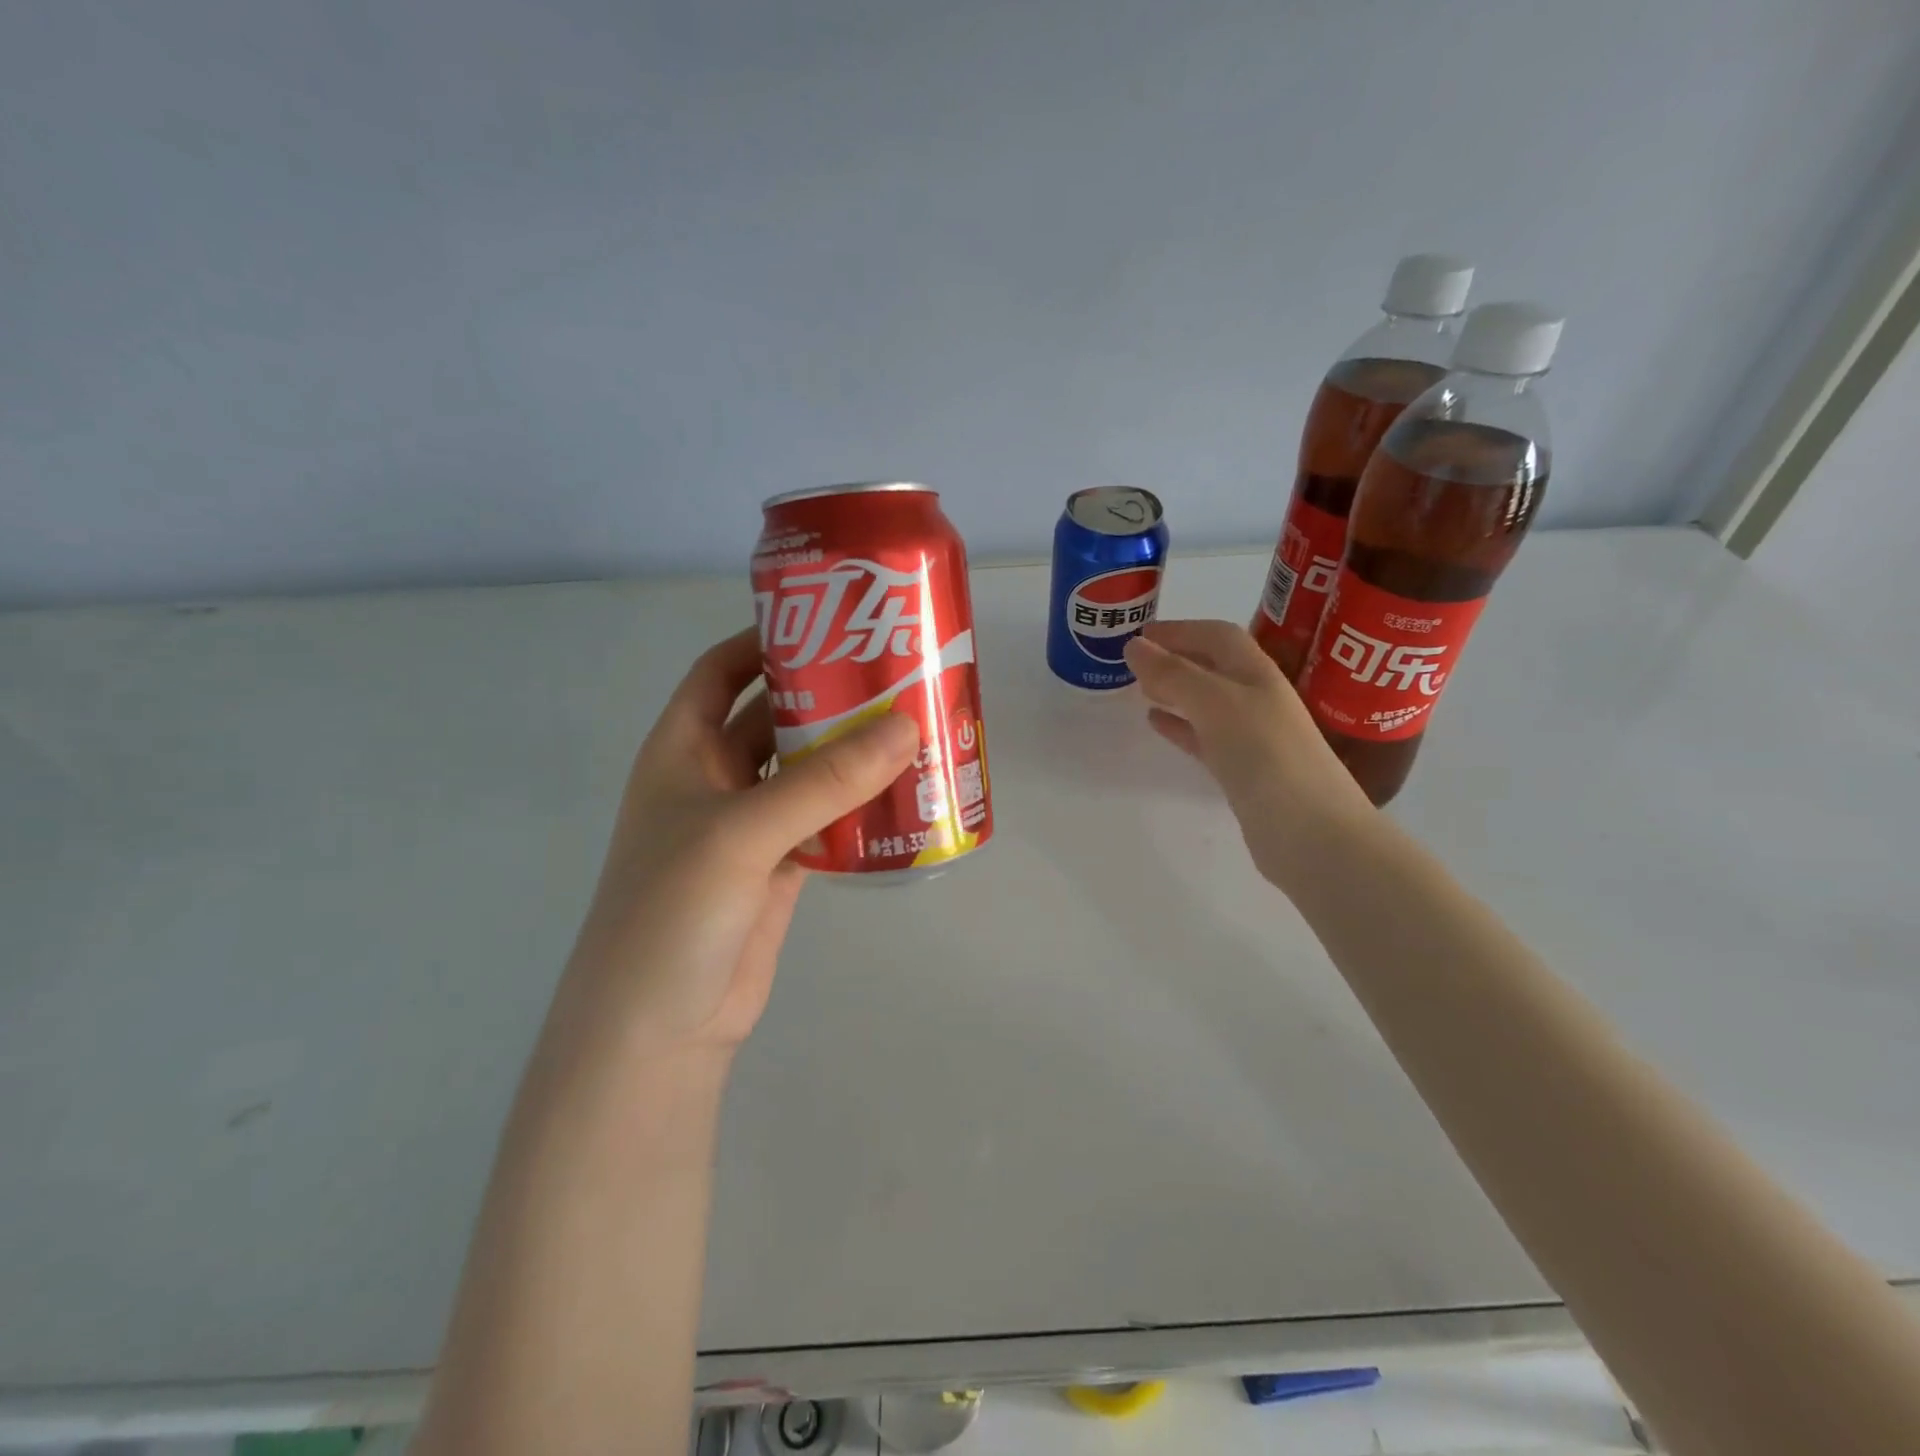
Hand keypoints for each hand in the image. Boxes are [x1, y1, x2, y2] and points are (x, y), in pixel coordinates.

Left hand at [558, 626, 919, 1059]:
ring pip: (806, 773)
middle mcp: (714, 780)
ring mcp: (749, 827)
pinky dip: (859, 807)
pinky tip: (905, 795)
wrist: (659, 1030)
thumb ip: (824, 781)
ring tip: (913, 728)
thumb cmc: (672, 911)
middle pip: (774, 719)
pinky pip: (826, 822)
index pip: (720, 673)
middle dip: (826, 697)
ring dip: (851, 755)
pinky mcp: (781, 869)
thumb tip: (907, 726)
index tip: (828, 622)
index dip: (764, 642)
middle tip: (893, 674)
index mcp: (682, 751)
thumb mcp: (741, 832)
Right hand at [1124, 619, 1373, 887]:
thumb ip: (1175, 674)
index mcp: (1257, 675)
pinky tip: (1157, 724)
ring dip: (1176, 691)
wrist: (1310, 832)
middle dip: (1177, 658)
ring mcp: (1252, 737)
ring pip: (1206, 703)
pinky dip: (1180, 726)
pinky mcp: (1243, 772)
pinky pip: (1204, 738)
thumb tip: (1135, 645)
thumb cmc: (1266, 755)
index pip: (1218, 637)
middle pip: (1213, 667)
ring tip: (1140, 688)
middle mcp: (1257, 699)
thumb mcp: (1216, 704)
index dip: (1181, 629)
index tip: (1141, 632)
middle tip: (1135, 659)